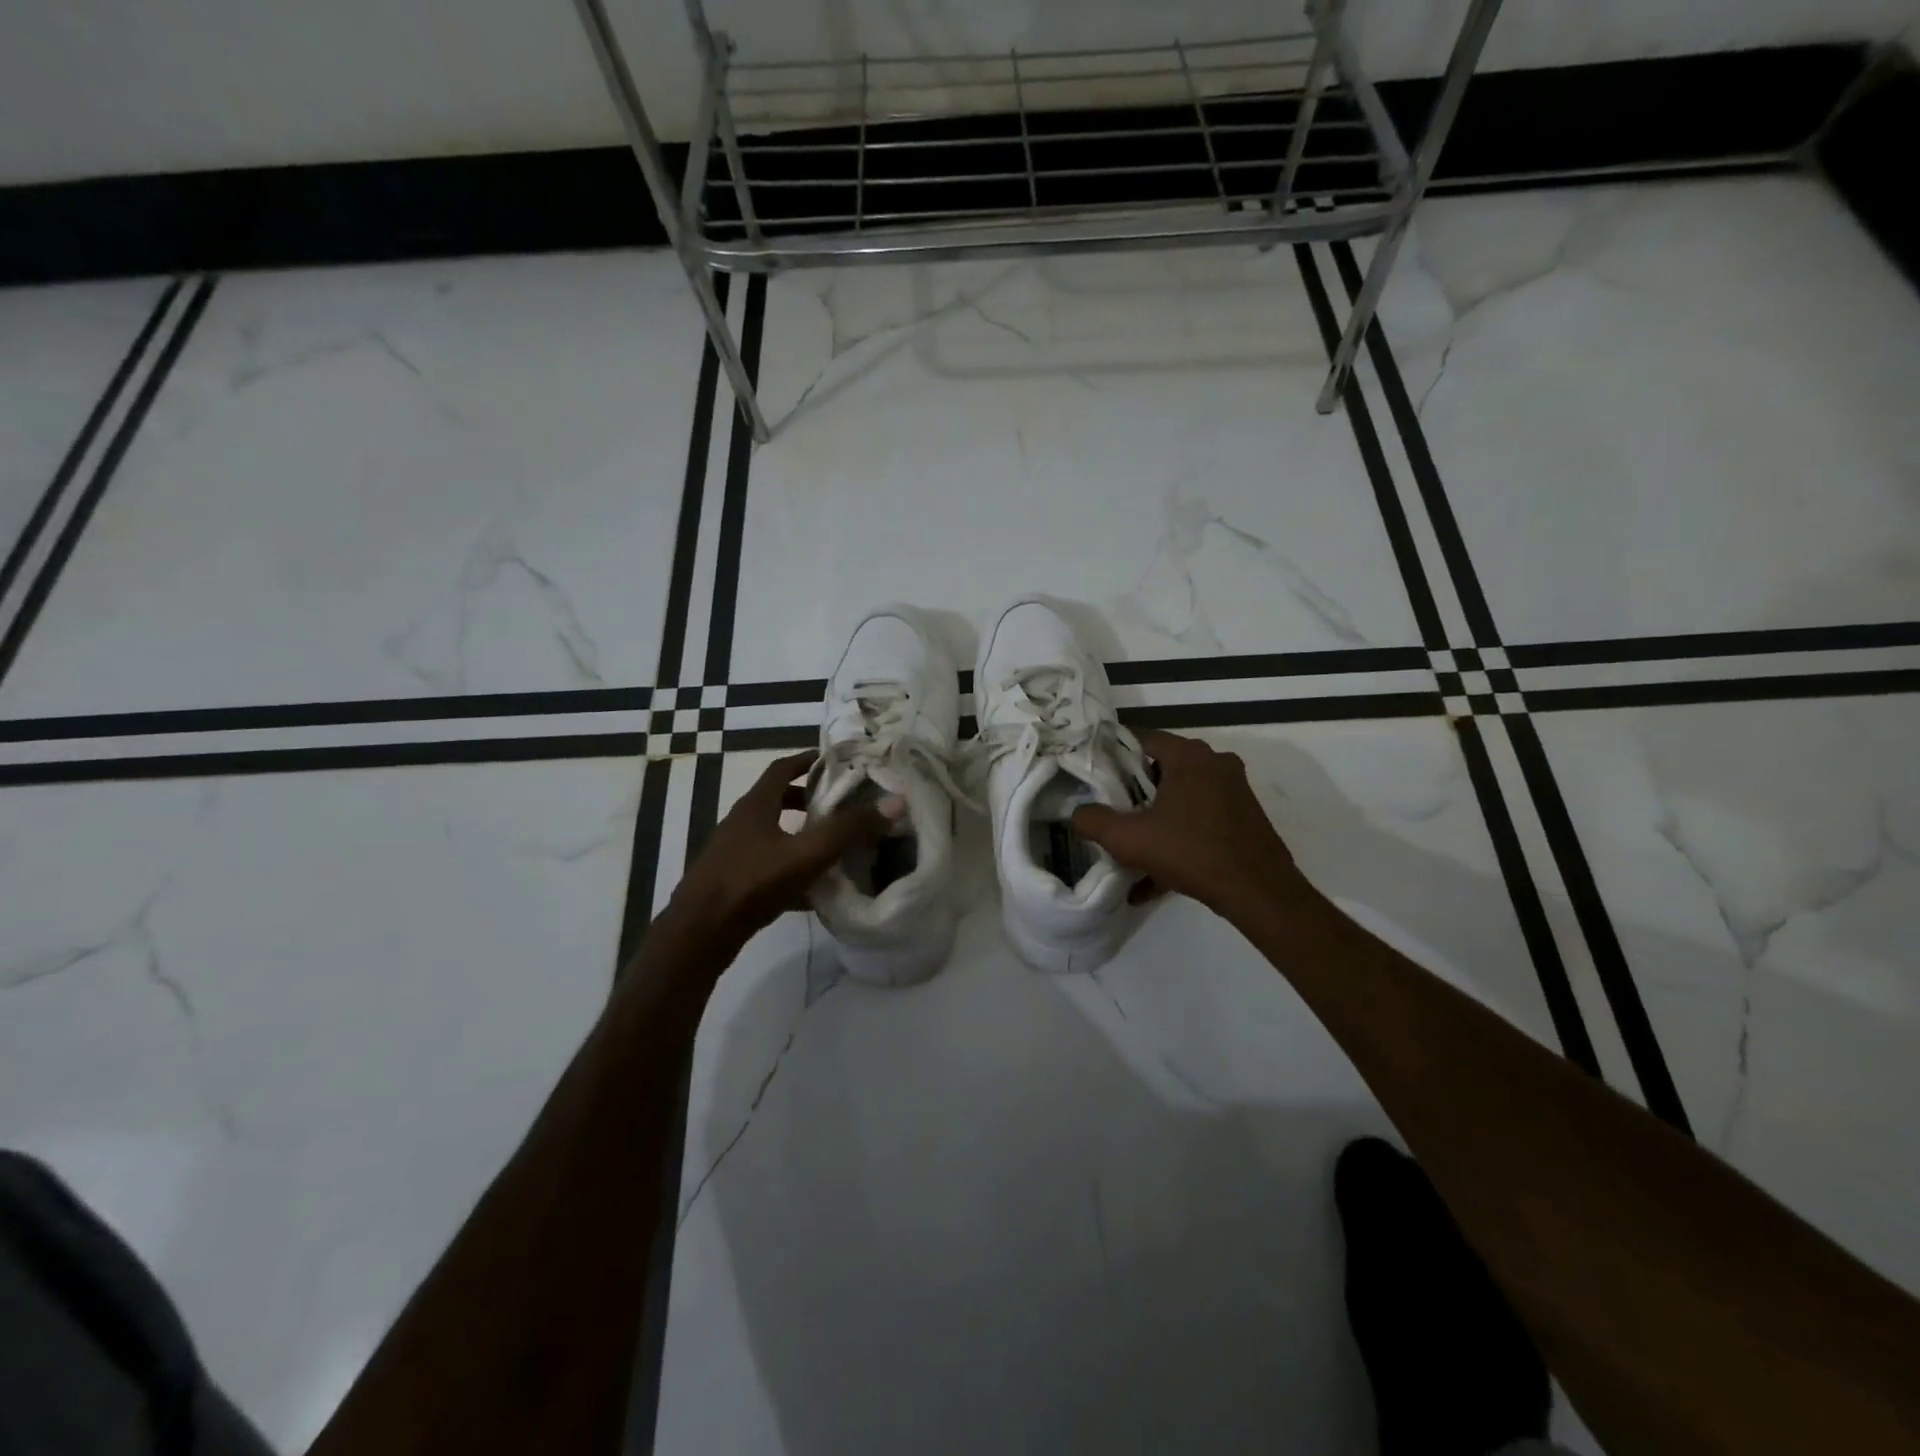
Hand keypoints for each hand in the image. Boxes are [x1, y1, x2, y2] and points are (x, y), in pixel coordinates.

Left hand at [670, 751, 897, 943]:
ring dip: (801, 835)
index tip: (835, 762)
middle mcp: (742, 823)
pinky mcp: (733, 883)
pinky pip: (770, 867)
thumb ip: (849, 829)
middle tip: (842, 805)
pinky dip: (793, 870)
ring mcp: (735, 854)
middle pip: (777, 800)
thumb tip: (895, 802)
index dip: (808, 760)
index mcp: (755, 805)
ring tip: (835, 846)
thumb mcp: (806, 853)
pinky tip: (817, 891)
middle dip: (809, 799)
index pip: (782, 768)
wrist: (699, 935)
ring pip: (774, 835)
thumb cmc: (751, 882)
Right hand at [1072, 731, 1303, 914]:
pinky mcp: (1245, 816)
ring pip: (1183, 797)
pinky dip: (1180, 838)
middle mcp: (1216, 763)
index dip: (1116, 761)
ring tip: (1137, 850)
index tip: (1100, 785)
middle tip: (1118, 817)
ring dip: (1158, 820)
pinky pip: (1202, 819)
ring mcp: (1235, 789)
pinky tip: (1158, 878)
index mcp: (1189, 756)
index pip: (1143, 741)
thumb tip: (1077, 813)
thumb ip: (1094, 821)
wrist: (1259, 892)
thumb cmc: (1191, 853)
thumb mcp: (1130, 840)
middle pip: (1163, 769)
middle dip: (1137, 794)